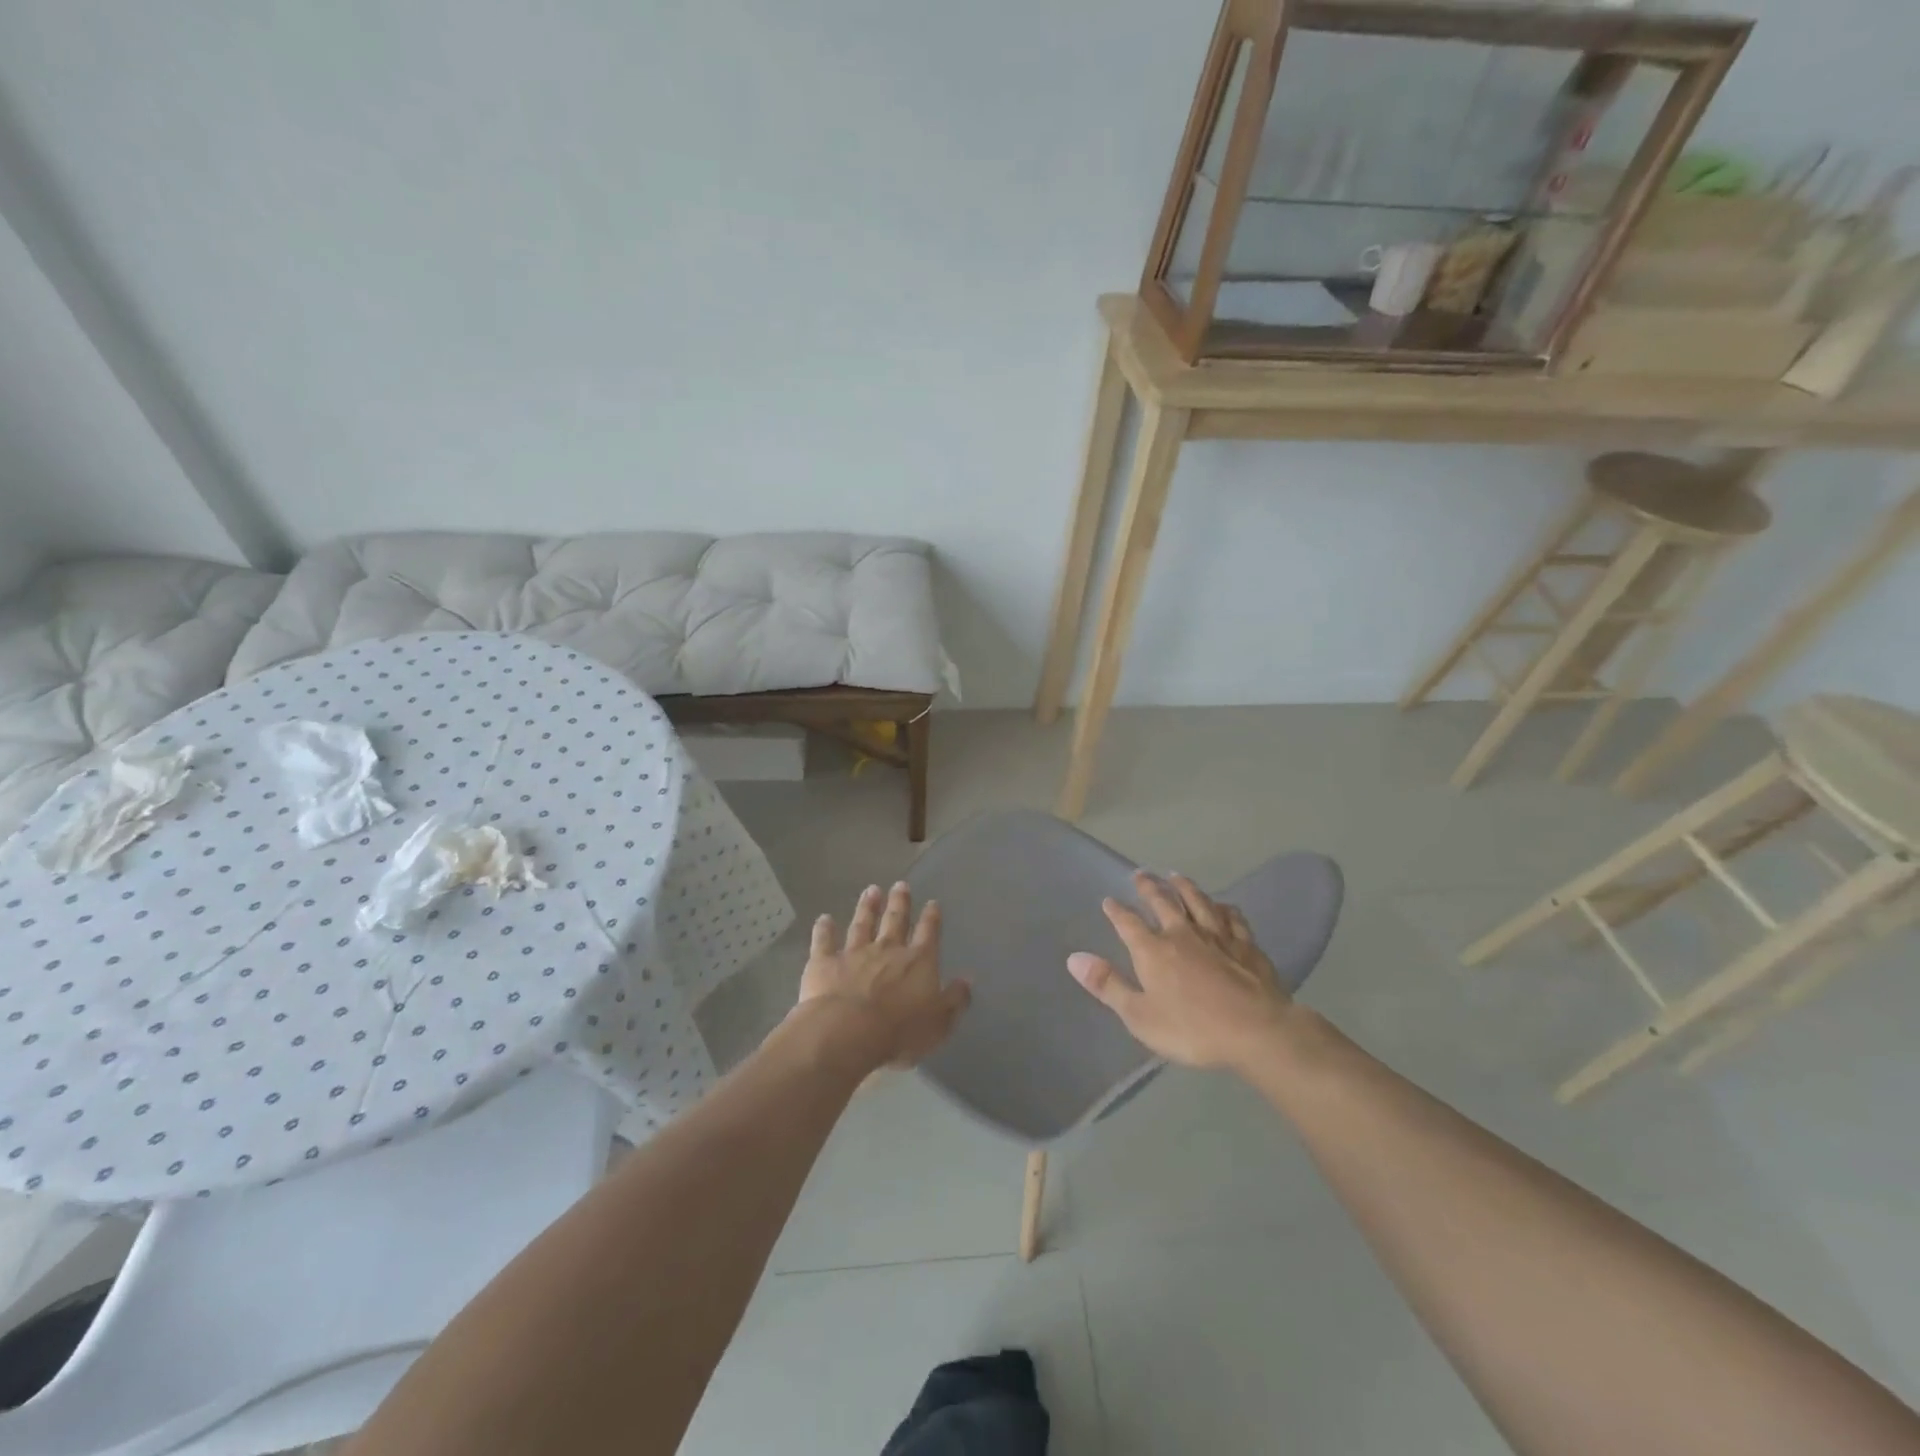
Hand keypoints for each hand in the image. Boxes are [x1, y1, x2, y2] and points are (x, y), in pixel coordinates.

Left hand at [795, 882, 970, 1067]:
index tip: (932, 903)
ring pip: (862, 924)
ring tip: (871, 890)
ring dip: (867, 907)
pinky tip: (823, 918)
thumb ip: (955, 999)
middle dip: (900, 902)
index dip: (932, 918)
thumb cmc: (899, 1031)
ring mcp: (854, 952)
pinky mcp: (825, 962)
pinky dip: (824, 929)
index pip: (928, 933)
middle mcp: (887, 949)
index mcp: (917, 961)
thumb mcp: (939, 1022)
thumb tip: (967, 979)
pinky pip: (824, 941)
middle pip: (895, 920)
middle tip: (901, 884)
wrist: (847, 1032)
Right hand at [1068, 871, 1291, 1071]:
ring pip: (1198, 902)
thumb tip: (1074, 958)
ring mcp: (1217, 936)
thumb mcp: (1140, 1016)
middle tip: (1140, 874)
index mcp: (1153, 950)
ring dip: (1184, 887)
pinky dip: (1224, 908)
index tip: (1108, 900)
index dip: (1116, 911)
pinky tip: (1222, 905)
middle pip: (1163, 902)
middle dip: (1149, 887)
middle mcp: (1183, 933)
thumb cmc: (1192, 1028)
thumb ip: (1108, 985)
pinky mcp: (1246, 945)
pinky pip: (1232, 918)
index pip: (1128, 923)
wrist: (1256, 1030)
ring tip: (1175, 876)